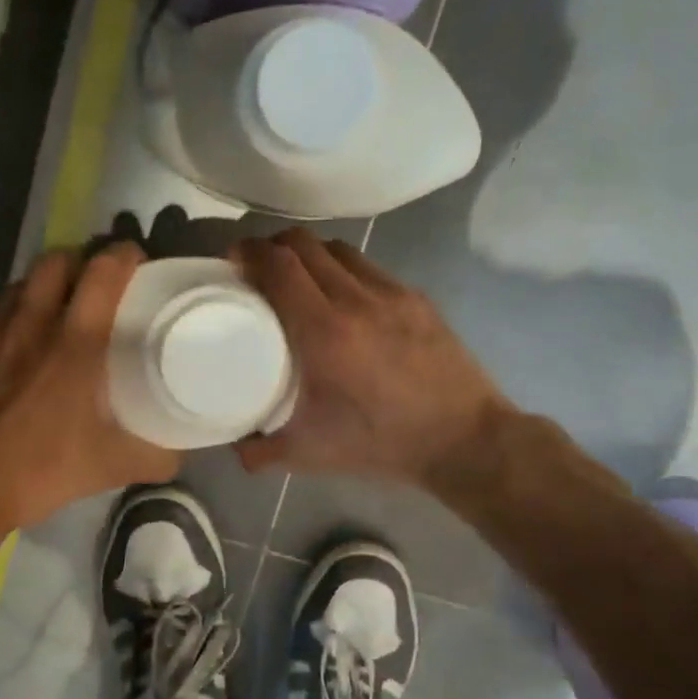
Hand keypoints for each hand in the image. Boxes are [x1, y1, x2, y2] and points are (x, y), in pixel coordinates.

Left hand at [0, 242, 178, 531]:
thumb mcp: (111, 467)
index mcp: (75, 342)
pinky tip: (12, 352)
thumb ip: (156, 455)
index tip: (137, 263)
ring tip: (53, 314)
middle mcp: (30, 322)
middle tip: (94, 284)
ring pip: (20, 285)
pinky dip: (9, 321)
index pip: (104, 270)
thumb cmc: (39, 470)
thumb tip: (180, 452)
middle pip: (57, 260)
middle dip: (80, 261)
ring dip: (42, 288)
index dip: (124, 256)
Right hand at [232, 230, 515, 487]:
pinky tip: (342, 295)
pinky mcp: (417, 299)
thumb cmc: (381, 444)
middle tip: (258, 266)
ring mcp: (392, 294)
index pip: (279, 266)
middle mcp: (356, 299)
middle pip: (305, 245)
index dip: (250, 252)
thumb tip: (234, 446)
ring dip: (309, 254)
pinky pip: (369, 267)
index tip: (233, 259)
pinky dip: (343, 269)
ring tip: (297, 276)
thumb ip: (261, 450)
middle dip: (273, 246)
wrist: (464, 440)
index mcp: (324, 331)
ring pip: (339, 250)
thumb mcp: (310, 453)